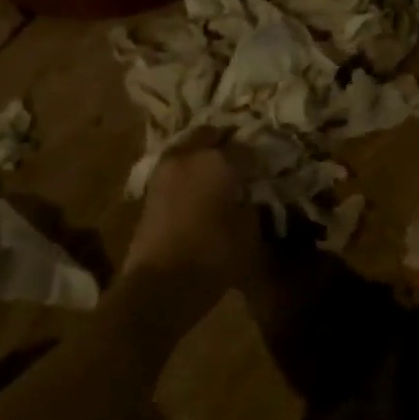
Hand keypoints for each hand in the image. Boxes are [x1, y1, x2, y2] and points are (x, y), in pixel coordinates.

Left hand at [123, 135, 260, 287]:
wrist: (160, 284)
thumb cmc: (214, 255)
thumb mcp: (249, 231)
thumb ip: (252, 204)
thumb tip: (249, 194)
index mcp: (218, 161)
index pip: (247, 148)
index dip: (259, 159)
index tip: (268, 170)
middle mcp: (189, 156)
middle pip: (211, 135)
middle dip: (226, 144)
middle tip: (242, 162)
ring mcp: (165, 170)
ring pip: (189, 148)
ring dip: (204, 156)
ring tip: (220, 174)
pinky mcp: (150, 189)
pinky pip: (176, 168)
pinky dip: (189, 172)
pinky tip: (201, 188)